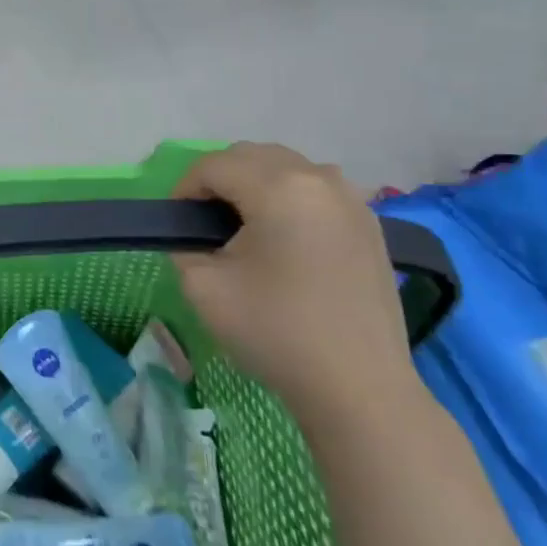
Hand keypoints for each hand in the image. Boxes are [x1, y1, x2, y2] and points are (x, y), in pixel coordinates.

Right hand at [171, 143, 421, 432]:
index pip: (213, 165)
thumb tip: (194, 233)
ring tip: (244, 229)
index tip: (177, 225)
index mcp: (279, 188)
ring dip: (255, 185)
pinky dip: (289, 199)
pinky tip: (283, 240)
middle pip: (251, 156)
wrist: (359, 388)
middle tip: (204, 224)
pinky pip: (315, 190)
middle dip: (219, 180)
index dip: (184, 190)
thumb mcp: (202, 286)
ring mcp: (352, 200)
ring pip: (286, 168)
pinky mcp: (369, 224)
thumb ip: (185, 244)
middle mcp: (319, 179)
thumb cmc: (276, 332)